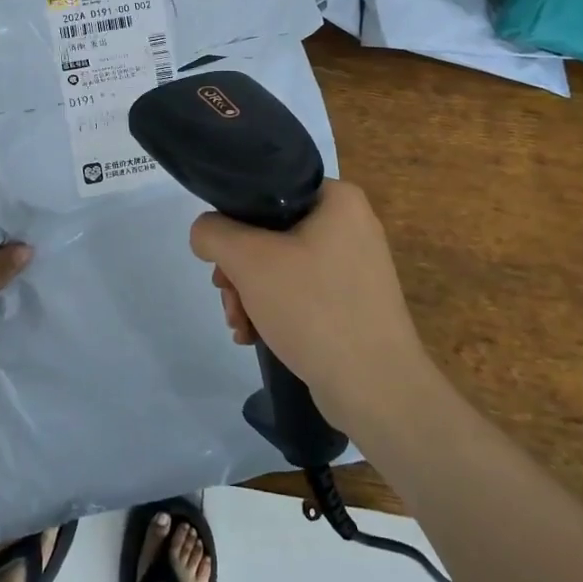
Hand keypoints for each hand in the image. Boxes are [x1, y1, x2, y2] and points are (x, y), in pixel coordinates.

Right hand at [189, 180, 430, 426]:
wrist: (376, 389)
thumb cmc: (314, 308)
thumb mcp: (249, 260)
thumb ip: (214, 233)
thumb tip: (206, 233)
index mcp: (339, 200)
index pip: (269, 192)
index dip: (235, 222)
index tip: (221, 259)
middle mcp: (352, 225)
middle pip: (272, 233)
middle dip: (240, 270)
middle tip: (228, 298)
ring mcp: (356, 267)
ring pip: (283, 266)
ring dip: (251, 294)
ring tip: (240, 325)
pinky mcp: (355, 303)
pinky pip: (303, 292)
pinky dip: (275, 311)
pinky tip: (256, 336)